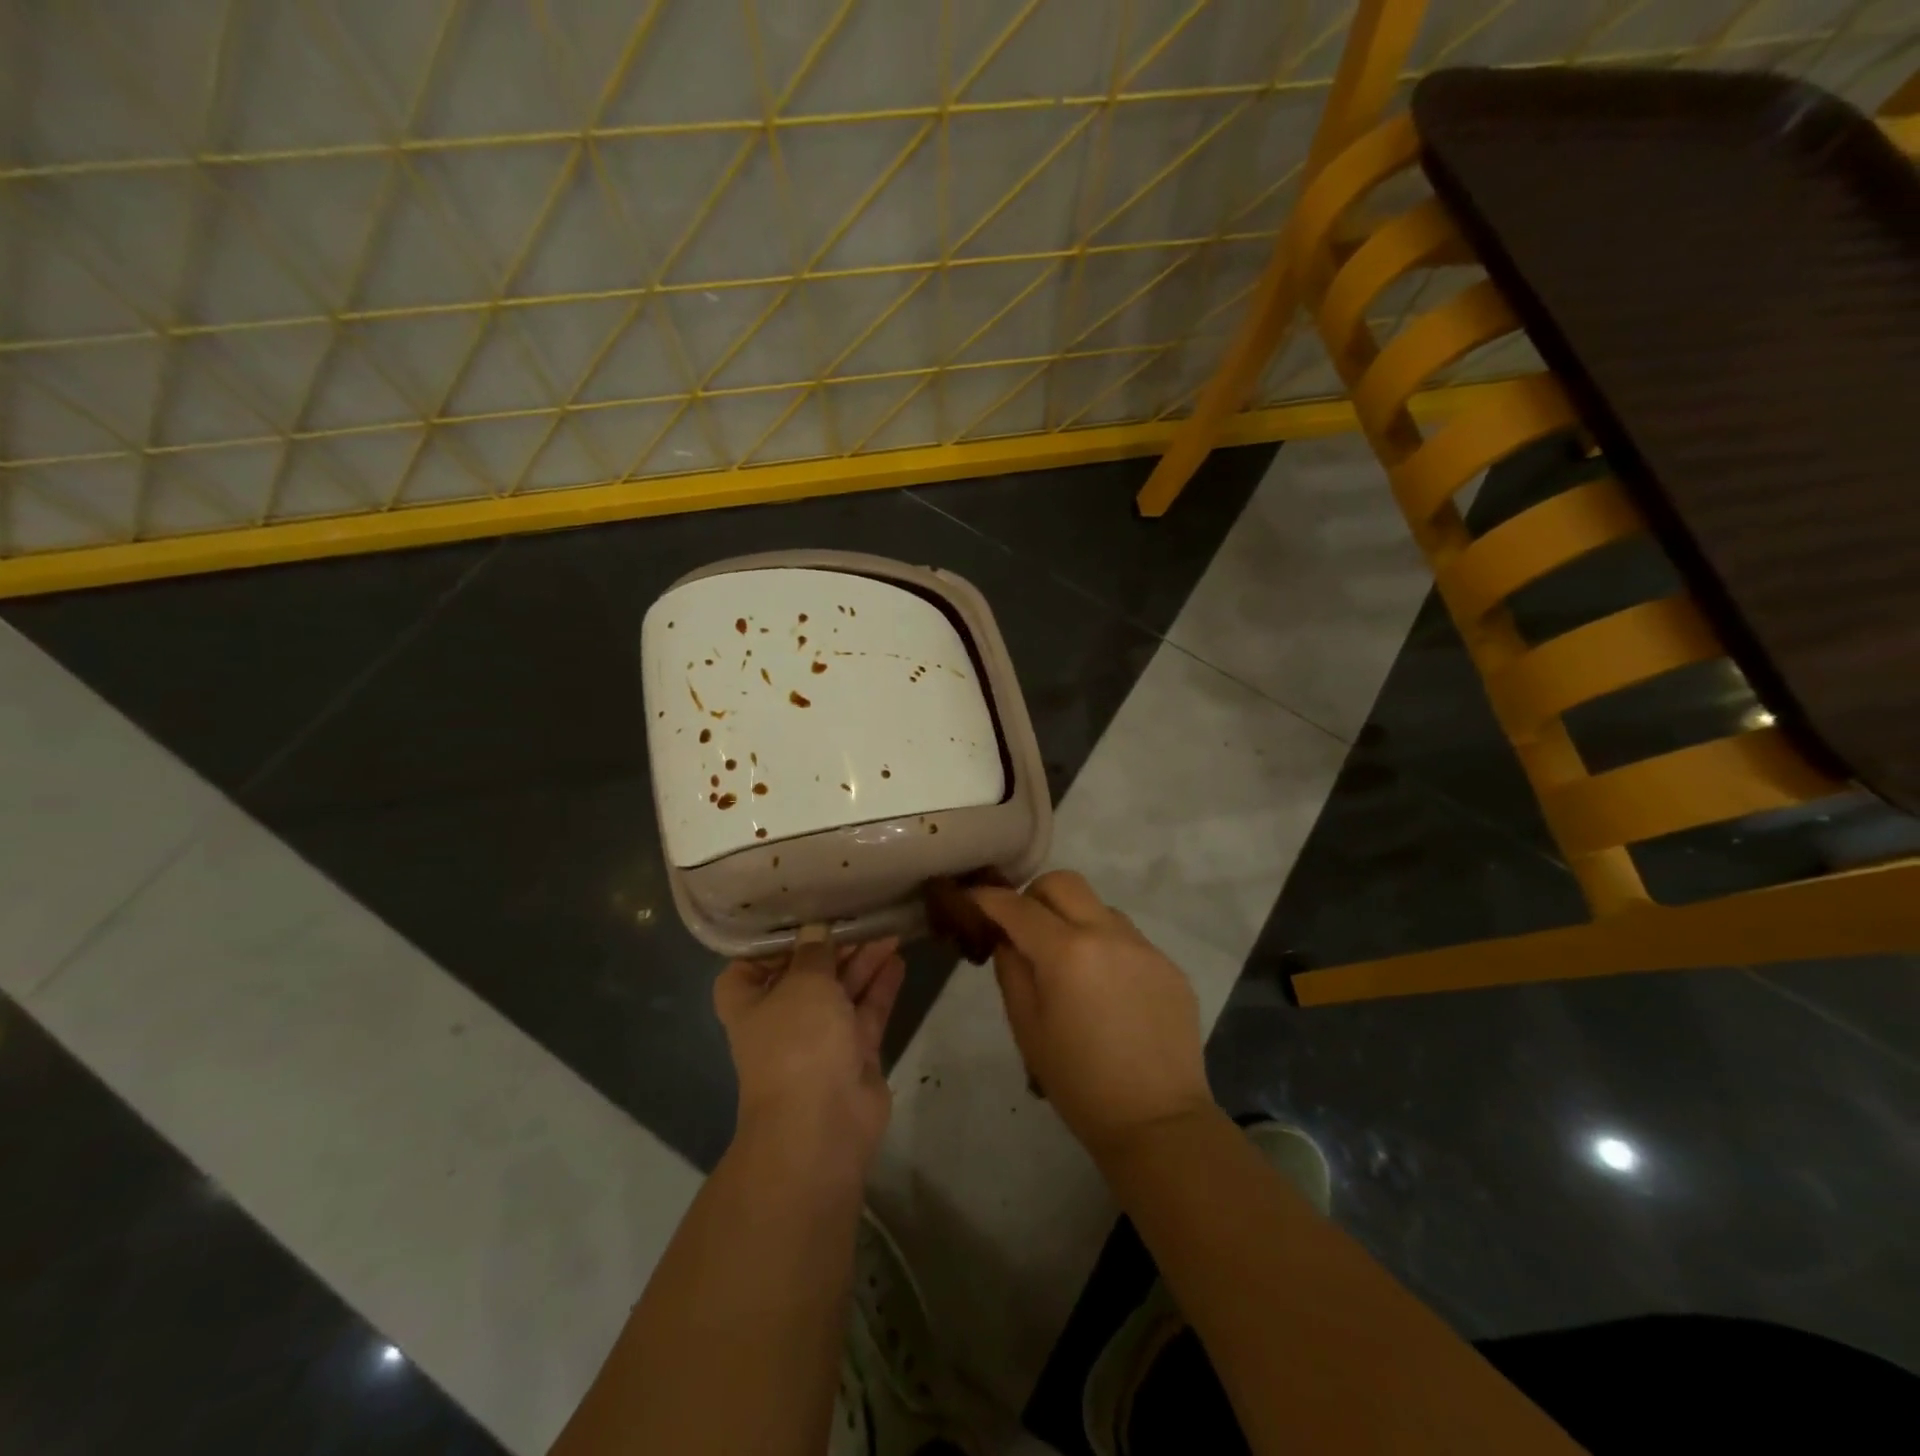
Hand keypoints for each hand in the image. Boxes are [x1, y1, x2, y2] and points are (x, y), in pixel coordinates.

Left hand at [713, 933, 904, 1182]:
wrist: (822, 1124)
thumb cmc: (797, 1042)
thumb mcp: (803, 983)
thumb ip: (814, 953)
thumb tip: (815, 931)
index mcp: (750, 1003)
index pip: (750, 966)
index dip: (773, 944)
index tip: (801, 917)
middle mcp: (782, 1019)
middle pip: (806, 974)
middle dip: (832, 947)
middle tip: (861, 915)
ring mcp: (820, 1039)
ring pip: (841, 991)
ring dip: (862, 961)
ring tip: (888, 928)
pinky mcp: (854, 1053)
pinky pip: (867, 1012)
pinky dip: (881, 987)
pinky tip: (898, 958)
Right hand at [972, 872, 1213, 1160]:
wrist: (1157, 1122)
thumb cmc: (1078, 1082)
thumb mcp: (1027, 1028)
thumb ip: (1012, 971)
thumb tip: (1009, 940)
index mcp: (1066, 952)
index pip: (1017, 906)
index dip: (988, 899)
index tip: (972, 899)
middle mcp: (1108, 934)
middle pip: (1063, 882)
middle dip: (1035, 895)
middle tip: (1024, 928)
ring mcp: (1144, 946)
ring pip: (1098, 906)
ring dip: (1074, 919)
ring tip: (1068, 962)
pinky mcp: (1168, 964)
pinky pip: (1127, 937)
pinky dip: (1105, 946)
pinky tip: (1105, 989)